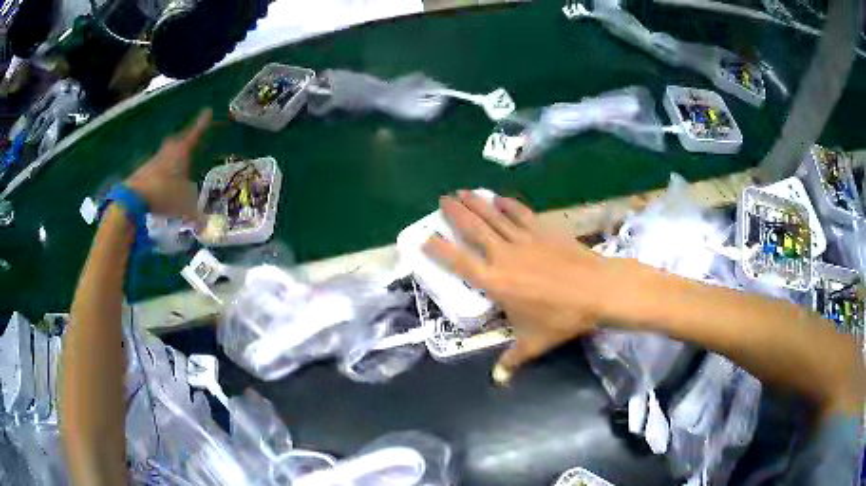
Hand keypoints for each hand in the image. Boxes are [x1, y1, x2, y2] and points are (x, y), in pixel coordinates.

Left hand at [125, 109, 211, 220]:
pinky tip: (162, 185)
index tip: (207, 110)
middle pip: (176, 141)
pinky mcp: (143, 172)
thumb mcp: (184, 208)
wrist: (134, 198)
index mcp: (180, 153)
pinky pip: (155, 168)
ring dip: (170, 159)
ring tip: (175, 170)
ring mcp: (153, 161)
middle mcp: (167, 152)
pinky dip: (160, 173)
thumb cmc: (163, 194)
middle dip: (182, 141)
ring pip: (165, 155)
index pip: (194, 134)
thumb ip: (196, 216)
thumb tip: (206, 227)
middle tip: (187, 143)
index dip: (201, 123)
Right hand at [423, 190, 616, 383]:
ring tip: (462, 191)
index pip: (459, 262)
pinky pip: (520, 214)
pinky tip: (499, 198)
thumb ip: (512, 360)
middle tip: (442, 198)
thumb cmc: (562, 317)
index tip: (424, 237)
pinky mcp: (543, 230)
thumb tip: (498, 381)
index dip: (439, 249)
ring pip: (494, 216)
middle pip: (474, 229)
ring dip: (477, 203)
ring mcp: (524, 239)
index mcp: (495, 283)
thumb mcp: (534, 343)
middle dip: (455, 213)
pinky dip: (508, 204)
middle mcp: (503, 256)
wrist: (597, 290)